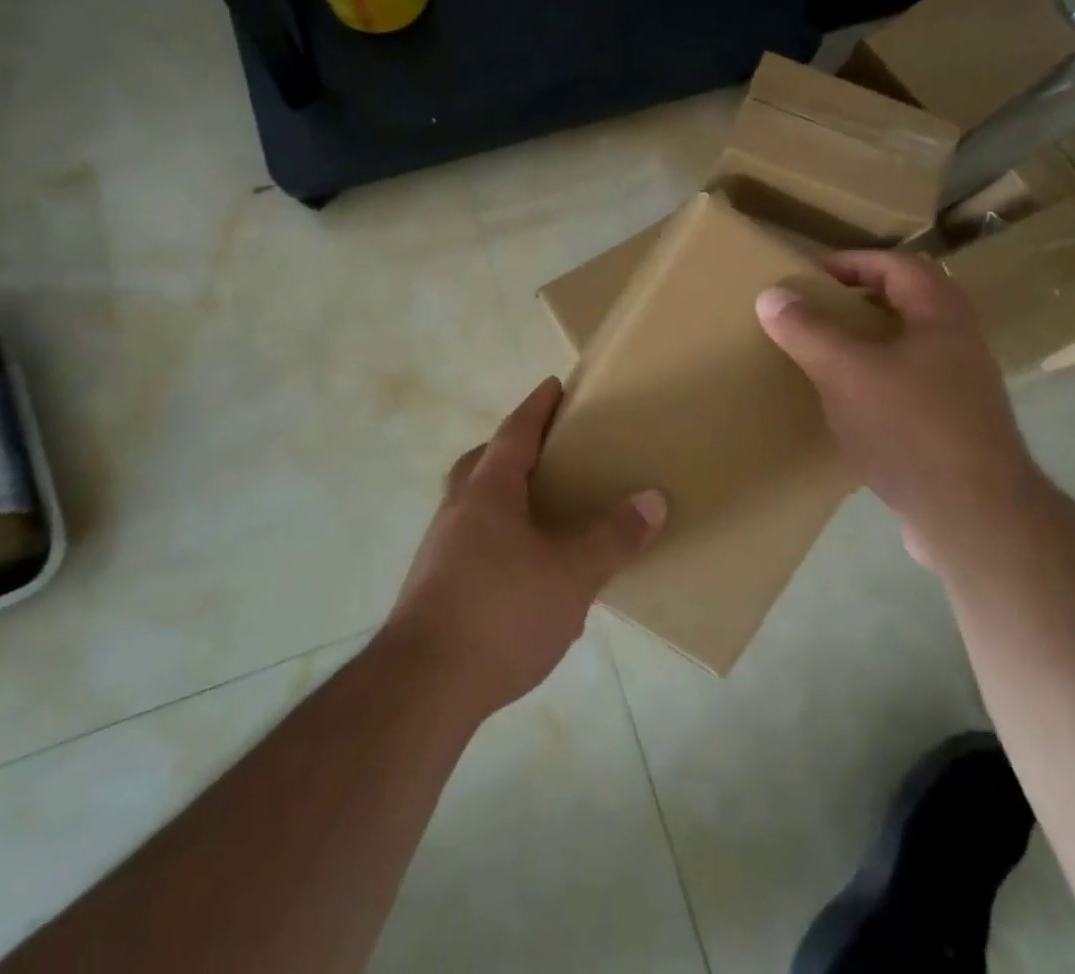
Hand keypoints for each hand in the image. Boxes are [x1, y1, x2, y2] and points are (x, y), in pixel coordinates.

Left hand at [385, 378, 666, 719]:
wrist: (422, 689)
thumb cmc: (500, 613)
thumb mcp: (571, 575)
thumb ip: (612, 537)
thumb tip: (652, 499)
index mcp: (487, 492)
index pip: (514, 434)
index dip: (537, 408)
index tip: (554, 385)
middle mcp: (457, 511)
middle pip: (480, 463)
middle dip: (510, 450)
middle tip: (544, 452)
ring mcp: (439, 551)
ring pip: (472, 506)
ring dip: (502, 498)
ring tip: (540, 515)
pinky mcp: (433, 589)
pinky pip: (470, 544)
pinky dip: (497, 540)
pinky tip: (523, 574)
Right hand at [756, 252, 1035, 567]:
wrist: (974, 517)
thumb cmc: (911, 427)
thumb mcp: (846, 372)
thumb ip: (807, 330)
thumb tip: (771, 294)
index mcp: (941, 313)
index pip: (895, 264)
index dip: (850, 262)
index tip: (808, 276)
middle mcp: (958, 341)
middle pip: (903, 302)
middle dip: (855, 301)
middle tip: (812, 311)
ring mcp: (960, 386)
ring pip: (904, 345)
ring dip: (864, 342)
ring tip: (821, 354)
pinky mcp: (952, 425)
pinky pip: (906, 384)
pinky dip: (873, 380)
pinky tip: (844, 405)